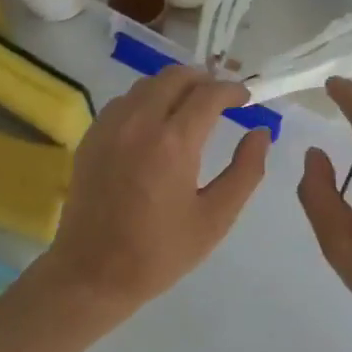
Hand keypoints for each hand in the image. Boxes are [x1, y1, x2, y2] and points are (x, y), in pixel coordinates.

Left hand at [43, 67, 271, 315]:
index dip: (233, 90)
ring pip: (147, 84)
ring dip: (174, 86)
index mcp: (173, 142)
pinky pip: (124, 101)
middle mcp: (139, 122)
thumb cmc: (160, 252)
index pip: (209, 94)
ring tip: (191, 106)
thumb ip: (245, 171)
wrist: (92, 273)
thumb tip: (260, 133)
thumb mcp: (215, 218)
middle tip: (221, 97)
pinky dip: (146, 99)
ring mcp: (110, 126)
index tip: (246, 98)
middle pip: (175, 77)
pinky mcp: (92, 136)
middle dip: (204, 79)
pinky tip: (155, 122)